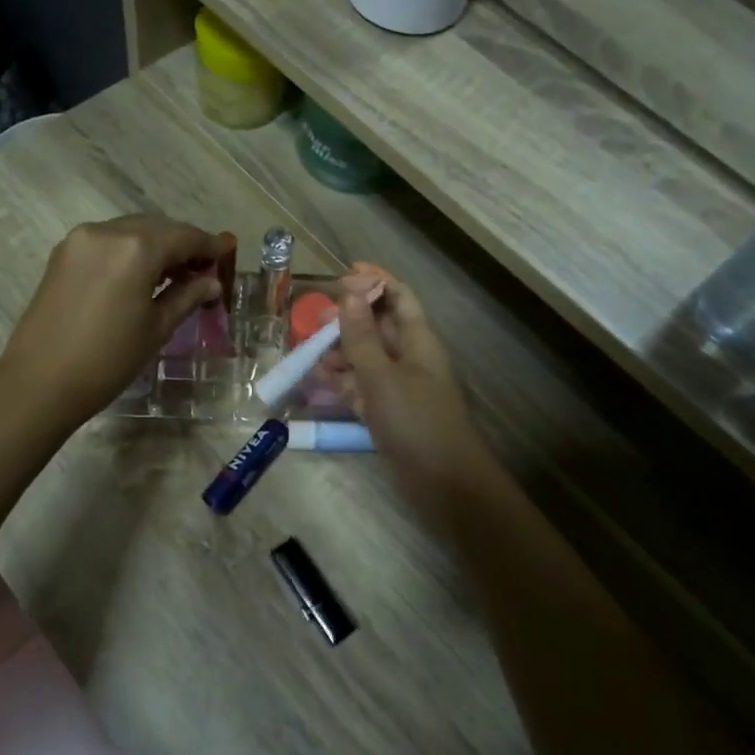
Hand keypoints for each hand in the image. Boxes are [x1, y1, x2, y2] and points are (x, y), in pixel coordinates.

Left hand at [0, 215, 232, 427]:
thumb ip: (187, 296)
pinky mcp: (63, 253)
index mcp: (136, 248)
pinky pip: (107, 241)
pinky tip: (140, 275)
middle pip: (157, 227)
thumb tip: (211, 282)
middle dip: (183, 244)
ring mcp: (80, 239)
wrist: (39, 381)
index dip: (210, 245)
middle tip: (203, 270)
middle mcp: (107, 231)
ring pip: (131, 230)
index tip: (228, 252)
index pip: (185, 236)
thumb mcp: (156, 328)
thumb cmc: (107, 360)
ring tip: (174, 275)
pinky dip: (129, 250)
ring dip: (155, 245)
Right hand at [328, 269, 498, 522]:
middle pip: (379, 325)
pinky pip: (363, 386)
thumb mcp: (383, 375)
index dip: (376, 280)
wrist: (444, 482)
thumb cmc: (417, 421)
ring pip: (367, 356)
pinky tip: (320, 381)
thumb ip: (362, 337)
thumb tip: (350, 293)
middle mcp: (410, 357)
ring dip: (340, 351)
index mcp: (418, 339)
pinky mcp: (389, 412)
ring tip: (310, 351)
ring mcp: (399, 386)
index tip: (344, 272)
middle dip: (348, 318)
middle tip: (314, 319)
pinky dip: (343, 381)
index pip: (399, 296)